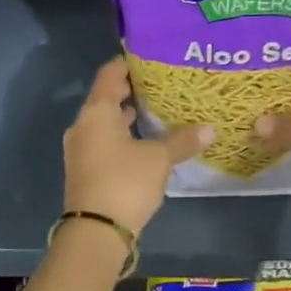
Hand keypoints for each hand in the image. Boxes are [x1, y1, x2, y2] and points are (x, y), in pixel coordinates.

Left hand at [64, 58, 211, 233]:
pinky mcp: (85, 169)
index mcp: (96, 112)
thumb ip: (182, 140)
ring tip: (157, 110)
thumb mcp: (159, 159)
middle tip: (161, 83)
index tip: (150, 58)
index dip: (128, 64)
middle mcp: (83, 125)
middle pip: (105, 98)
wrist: (95, 232)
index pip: (109, 74)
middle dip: (131, 90)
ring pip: (105, 122)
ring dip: (126, 115)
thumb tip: (210, 129)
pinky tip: (145, 141)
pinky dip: (122, 135)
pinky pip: (104, 141)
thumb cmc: (125, 183)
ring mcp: (81, 149)